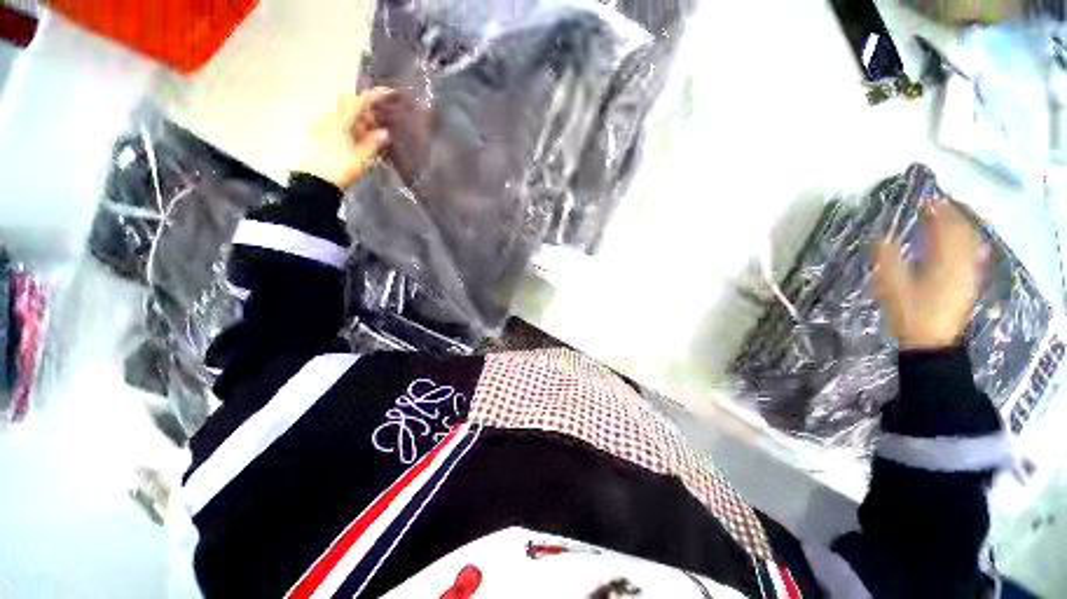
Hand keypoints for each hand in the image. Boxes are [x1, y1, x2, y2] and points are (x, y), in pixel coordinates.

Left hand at [297, 88, 396, 189]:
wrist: (318, 182)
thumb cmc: (340, 167)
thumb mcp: (362, 157)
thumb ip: (374, 143)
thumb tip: (385, 132)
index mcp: (341, 120)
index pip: (360, 102)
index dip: (375, 96)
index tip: (389, 92)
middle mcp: (332, 119)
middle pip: (354, 110)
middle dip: (370, 114)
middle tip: (385, 124)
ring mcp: (328, 128)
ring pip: (350, 120)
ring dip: (364, 125)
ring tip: (379, 136)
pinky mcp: (326, 138)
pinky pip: (345, 129)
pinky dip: (357, 132)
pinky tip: (367, 142)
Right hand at [873, 202, 983, 349]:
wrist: (931, 342)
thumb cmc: (910, 312)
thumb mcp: (891, 286)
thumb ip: (886, 258)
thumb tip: (880, 235)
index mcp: (944, 260)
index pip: (945, 226)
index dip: (935, 210)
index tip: (923, 200)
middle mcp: (963, 261)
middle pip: (963, 229)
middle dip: (951, 213)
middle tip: (936, 203)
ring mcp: (969, 272)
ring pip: (971, 239)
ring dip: (960, 224)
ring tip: (947, 216)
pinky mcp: (969, 281)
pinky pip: (973, 252)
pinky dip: (966, 240)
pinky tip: (959, 240)